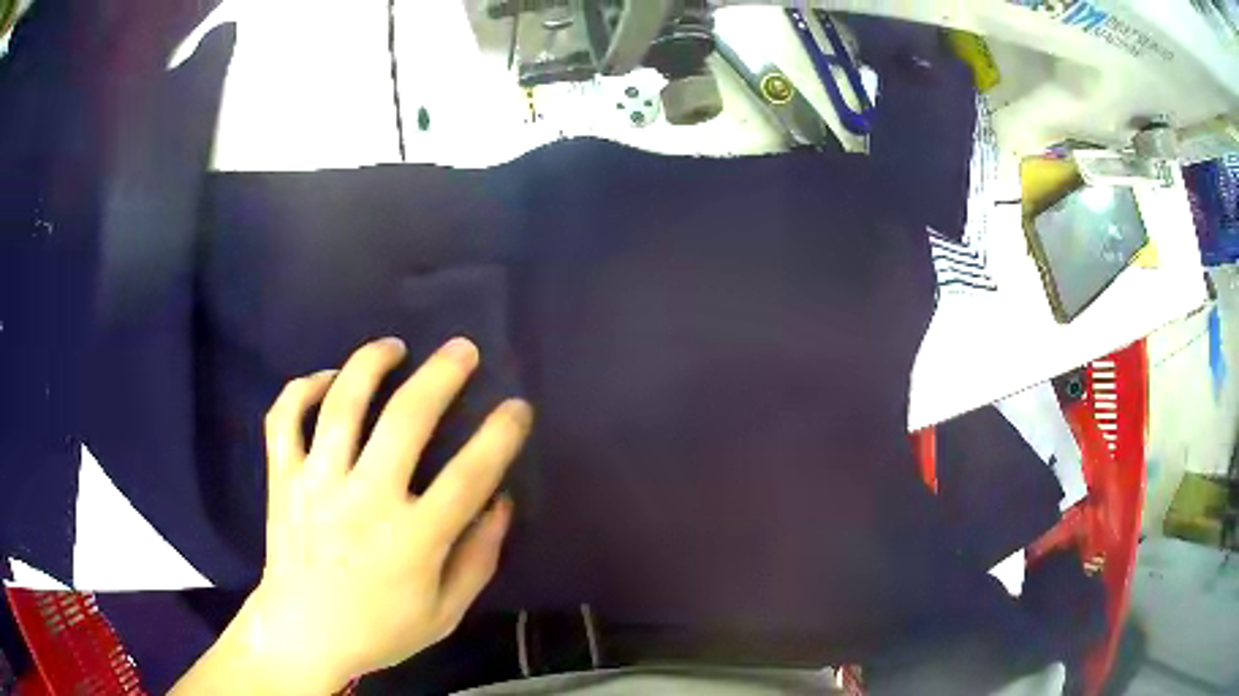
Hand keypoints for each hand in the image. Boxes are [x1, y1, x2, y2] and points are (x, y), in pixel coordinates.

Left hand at [178, 337, 531, 694]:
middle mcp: (364, 500)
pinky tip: (326, 380)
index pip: (469, 475)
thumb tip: (501, 503)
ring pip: (342, 405)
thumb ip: (478, 559)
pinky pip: (285, 419)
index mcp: (412, 540)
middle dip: (441, 376)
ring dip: (370, 364)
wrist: (302, 635)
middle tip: (463, 350)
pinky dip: (302, 389)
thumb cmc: (379, 630)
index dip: (500, 435)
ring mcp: (317, 484)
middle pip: (406, 420)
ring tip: (393, 347)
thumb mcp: (445, 613)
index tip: (517, 408)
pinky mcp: (283, 479)